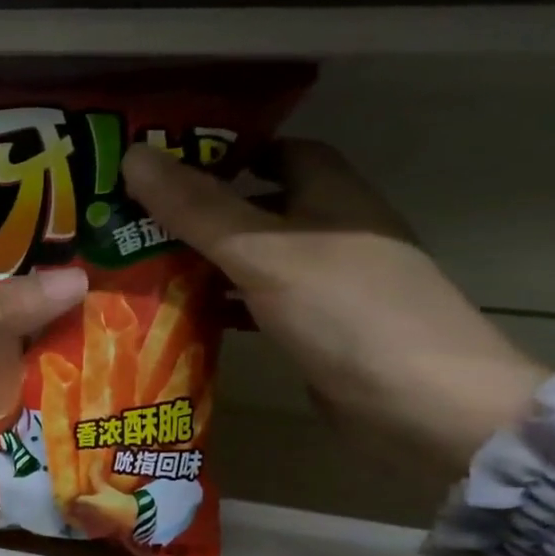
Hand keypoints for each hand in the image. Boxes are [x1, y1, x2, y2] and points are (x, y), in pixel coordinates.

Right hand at [122, 140, 546, 472]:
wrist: (423, 404)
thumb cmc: (345, 311)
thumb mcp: (263, 252)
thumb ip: (197, 209)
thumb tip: (133, 156)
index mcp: (331, 194)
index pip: (274, 151)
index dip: (220, 154)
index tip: (161, 166)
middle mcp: (331, 231)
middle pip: (255, 207)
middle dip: (197, 212)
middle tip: (131, 219)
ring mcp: (326, 283)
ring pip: (252, 258)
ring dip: (203, 261)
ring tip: (138, 265)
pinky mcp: (316, 328)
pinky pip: (256, 303)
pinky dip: (220, 305)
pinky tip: (179, 317)